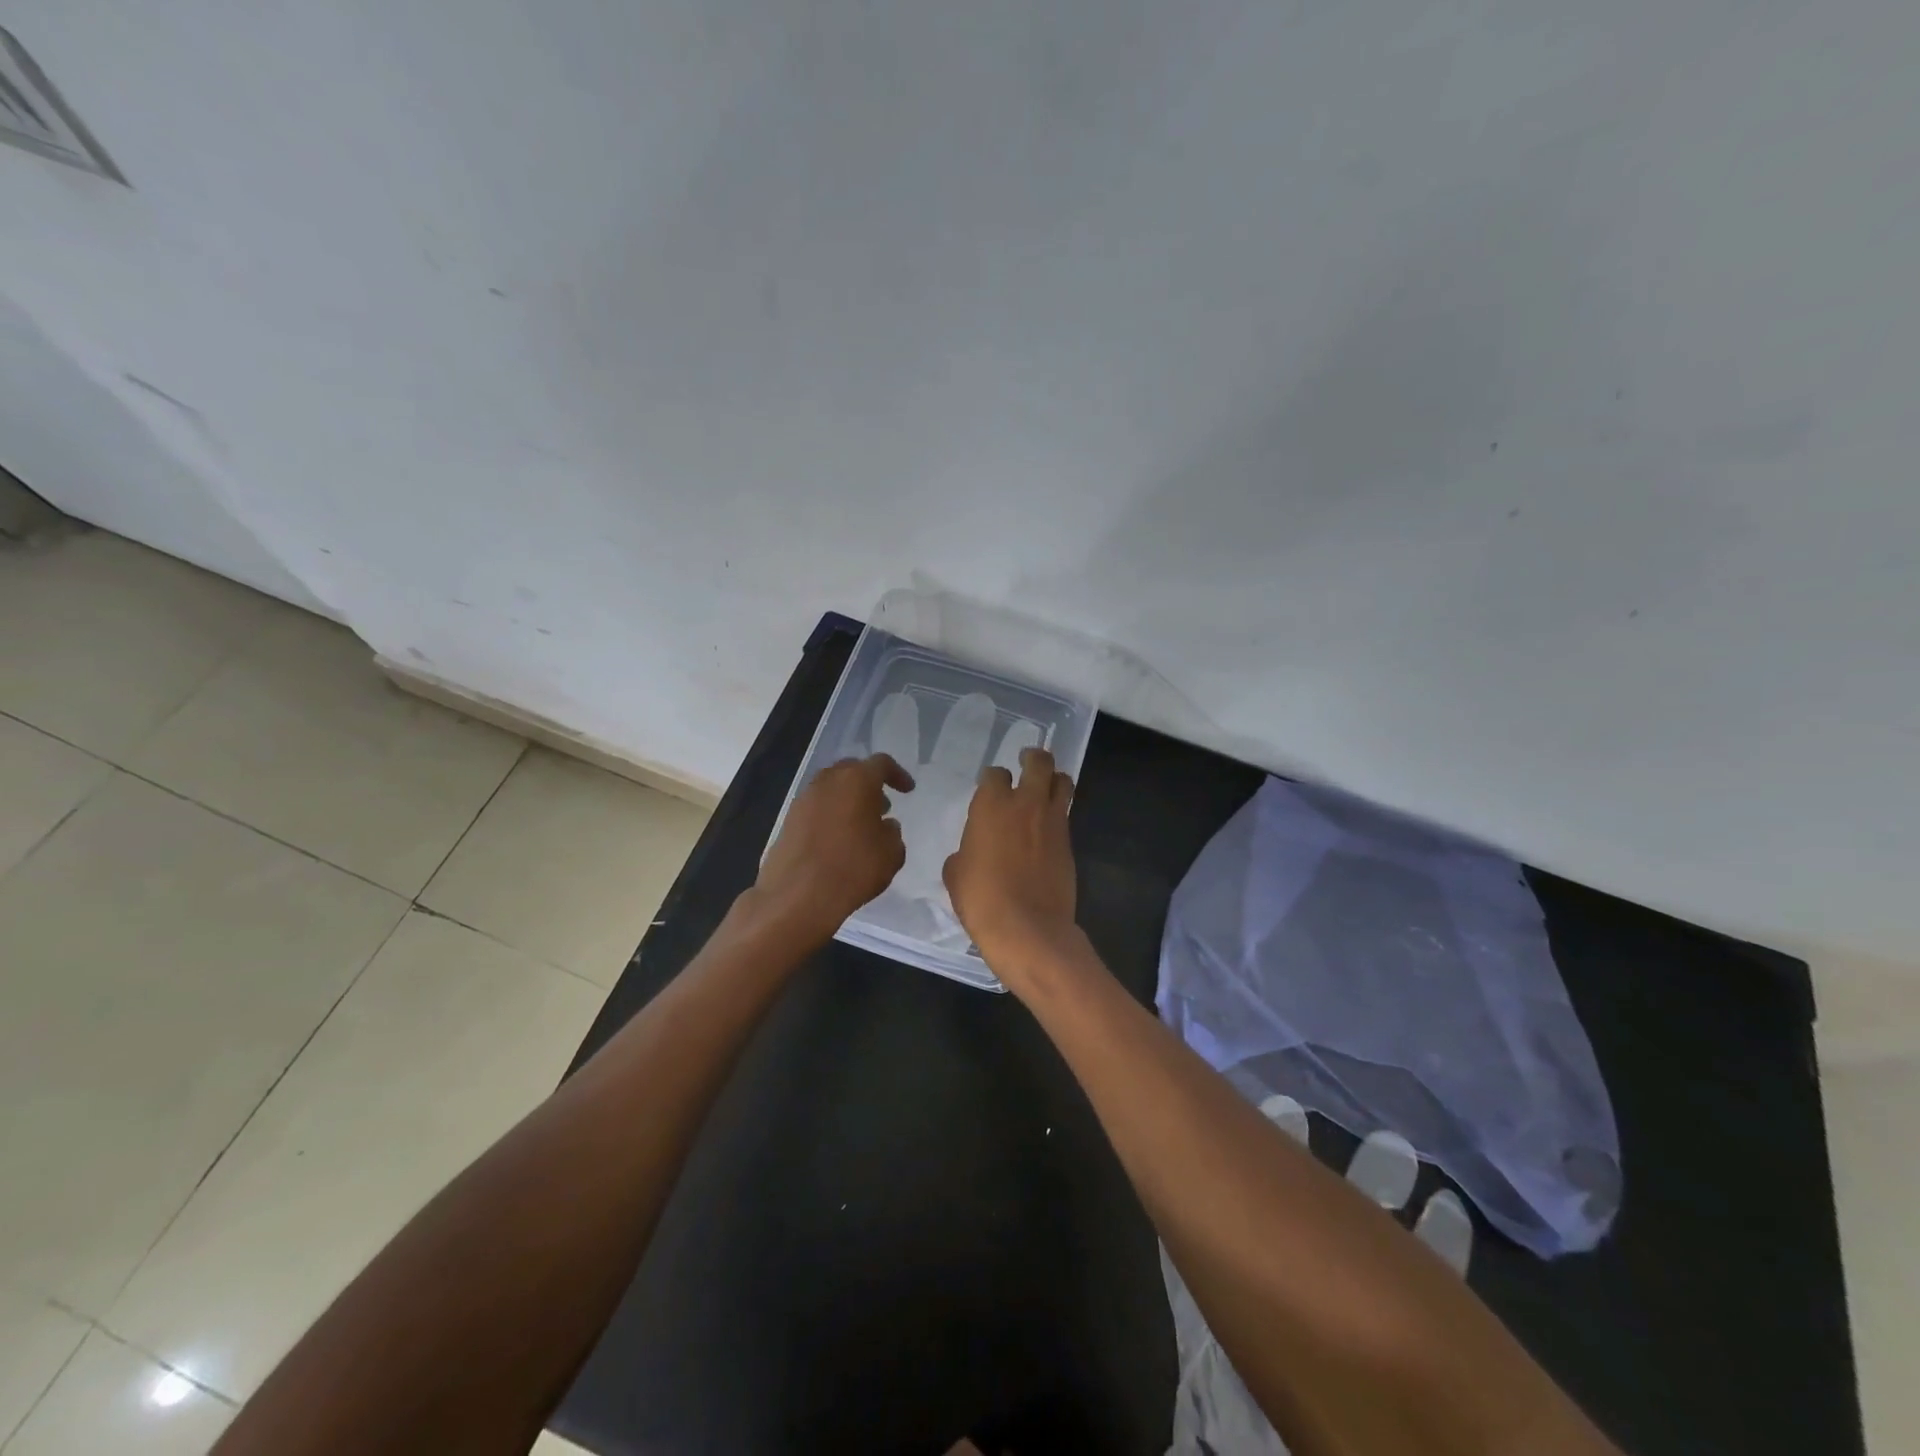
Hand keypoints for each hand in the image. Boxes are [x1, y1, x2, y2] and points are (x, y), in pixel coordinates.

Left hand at [754, 753, 914, 945]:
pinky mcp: (788, 820)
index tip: (907, 790)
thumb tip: (884, 825)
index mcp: (856, 780)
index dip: (897, 775)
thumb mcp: (891, 853)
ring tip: (861, 825)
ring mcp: (804, 800)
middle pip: (851, 771)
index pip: (881, 764)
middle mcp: (827, 782)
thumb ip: (892, 832)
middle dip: (869, 784)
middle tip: (882, 805)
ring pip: (831, 788)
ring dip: (848, 800)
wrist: (797, 896)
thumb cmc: (853, 869)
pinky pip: (816, 808)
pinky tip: (838, 840)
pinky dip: (831, 815)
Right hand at [943, 747, 1078, 981]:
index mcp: (991, 805)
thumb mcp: (956, 873)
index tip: (988, 785)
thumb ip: (965, 850)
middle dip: (1033, 757)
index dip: (991, 778)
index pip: (994, 774)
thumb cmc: (981, 899)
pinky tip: (1048, 825)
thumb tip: (972, 851)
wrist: (1028, 928)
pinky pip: (1066, 814)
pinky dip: (1058, 812)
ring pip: (1062, 781)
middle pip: (1038, 762)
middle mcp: (1025, 803)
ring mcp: (1053, 821)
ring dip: (1054, 779)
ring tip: (1046, 785)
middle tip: (1027, 760)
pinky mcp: (1069, 842)